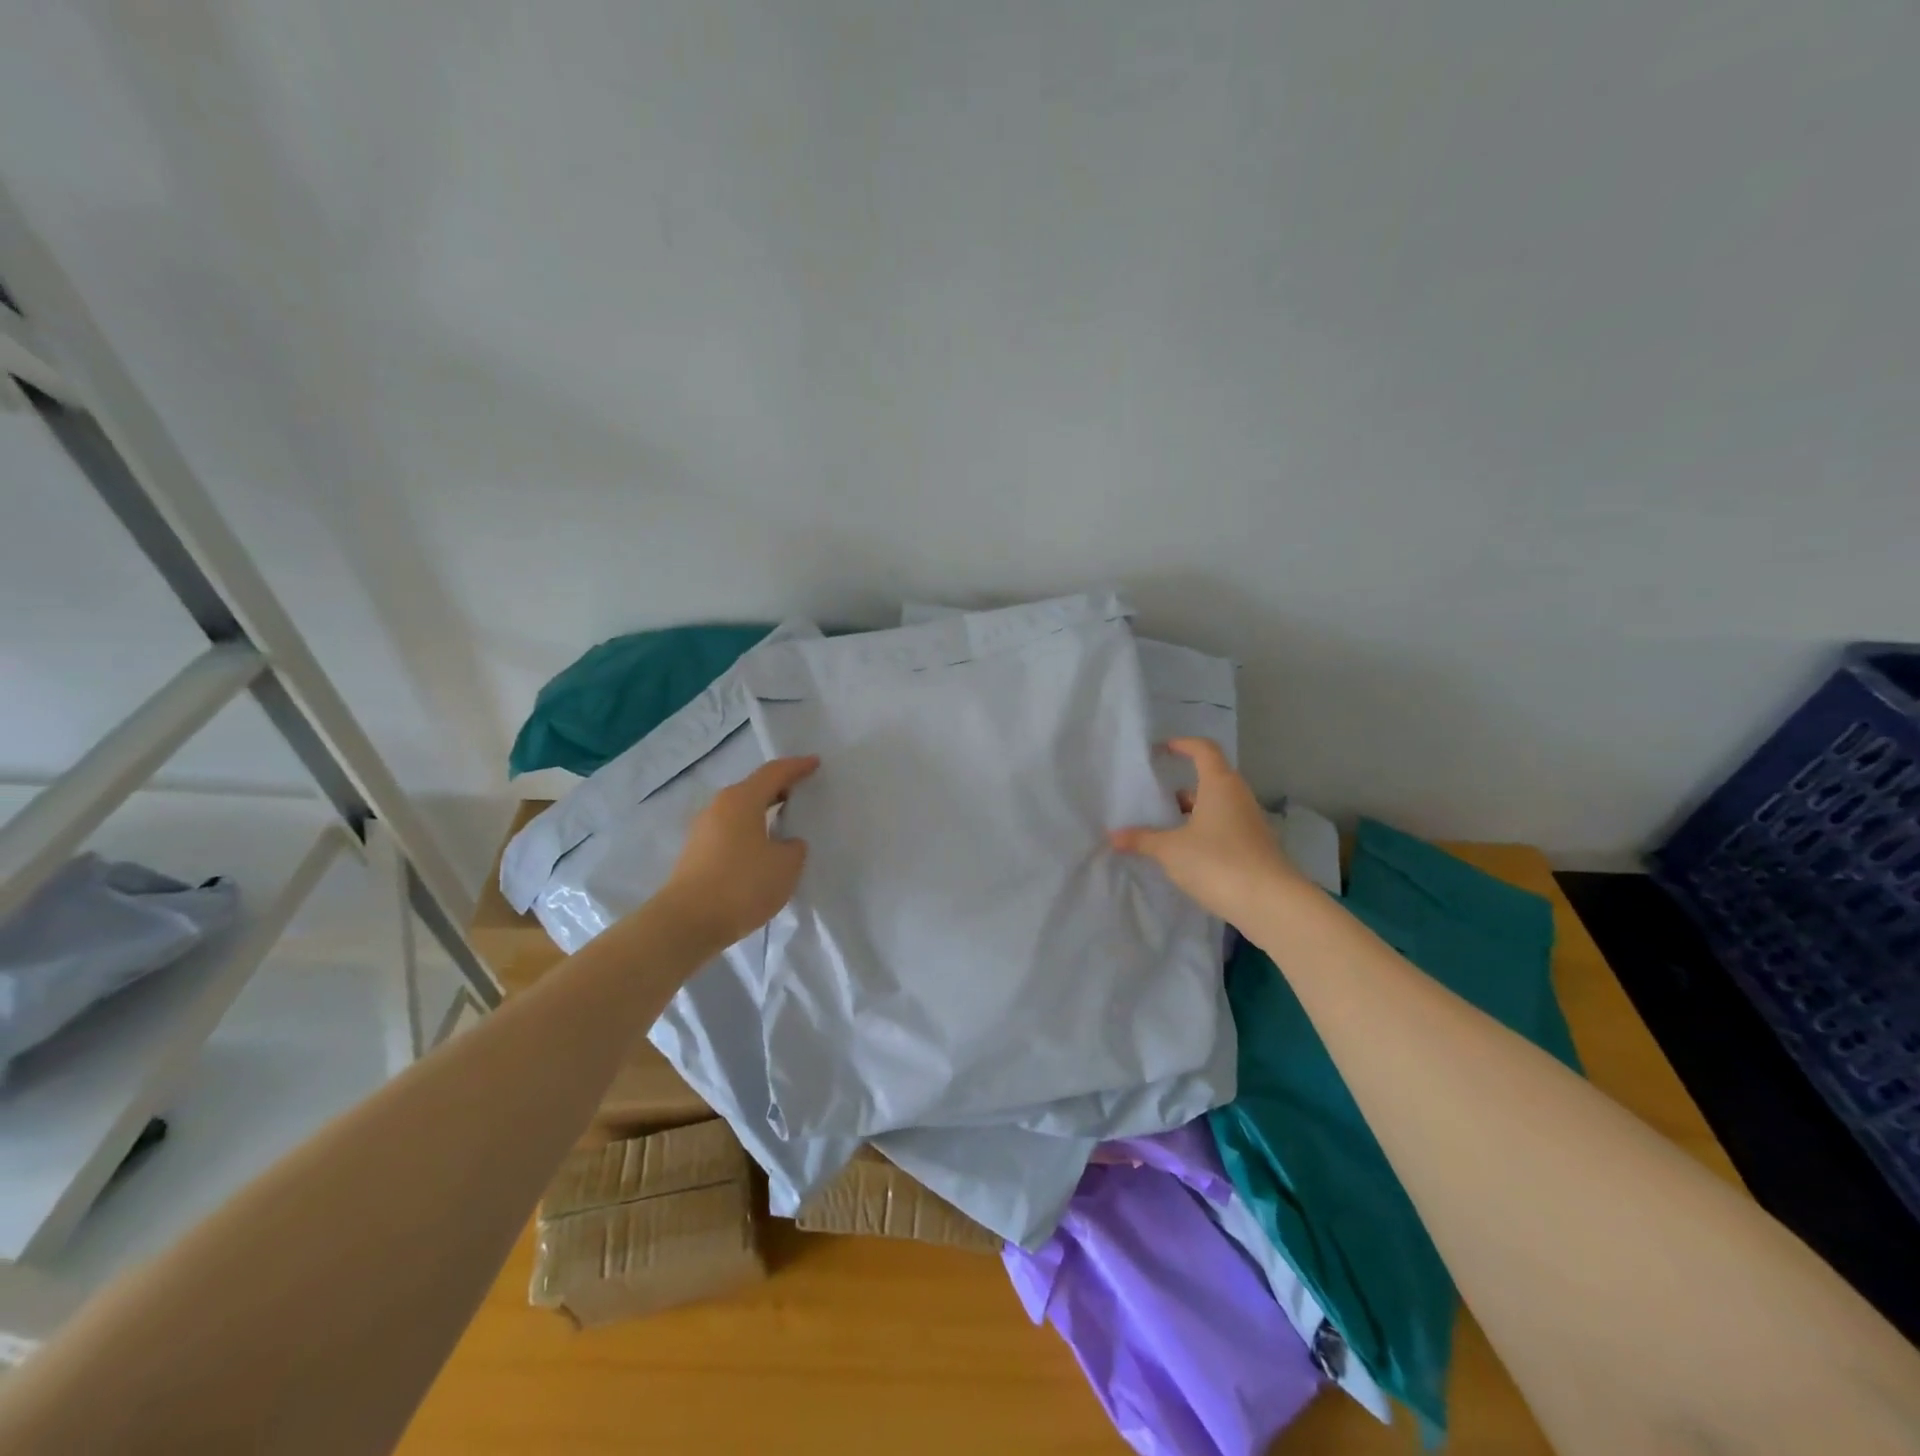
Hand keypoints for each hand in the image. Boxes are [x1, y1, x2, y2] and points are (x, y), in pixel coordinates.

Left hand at [660, 755, 818, 950]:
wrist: (686, 923)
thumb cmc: (741, 885)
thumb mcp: (786, 866)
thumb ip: (794, 848)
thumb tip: (785, 843)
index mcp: (742, 800)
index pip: (774, 772)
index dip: (797, 767)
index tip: (815, 763)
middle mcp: (719, 807)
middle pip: (754, 789)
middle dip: (779, 788)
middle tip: (803, 792)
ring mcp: (703, 830)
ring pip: (741, 811)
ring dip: (763, 813)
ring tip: (786, 823)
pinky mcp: (696, 854)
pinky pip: (731, 832)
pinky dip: (750, 833)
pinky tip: (763, 851)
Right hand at [1110, 738, 1303, 925]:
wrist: (1271, 904)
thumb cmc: (1218, 862)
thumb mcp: (1171, 850)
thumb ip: (1142, 840)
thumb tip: (1113, 836)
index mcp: (1219, 784)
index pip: (1204, 749)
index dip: (1183, 744)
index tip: (1162, 750)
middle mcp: (1238, 797)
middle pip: (1209, 780)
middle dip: (1181, 788)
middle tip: (1154, 799)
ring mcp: (1250, 823)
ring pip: (1216, 807)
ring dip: (1192, 814)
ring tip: (1164, 829)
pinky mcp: (1254, 848)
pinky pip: (1224, 829)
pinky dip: (1204, 833)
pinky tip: (1185, 854)